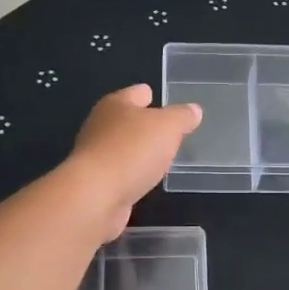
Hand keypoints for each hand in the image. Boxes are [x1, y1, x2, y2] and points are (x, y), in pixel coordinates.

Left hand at [64, 85, 201, 238]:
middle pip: (126, 120)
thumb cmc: (132, 150)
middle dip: (145, 125)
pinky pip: (120, 172)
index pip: (136, 93)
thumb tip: (193, 110)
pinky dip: (132, 174)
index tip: (161, 101)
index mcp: (115, 104)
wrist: (95, 196)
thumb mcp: (168, 127)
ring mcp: (95, 155)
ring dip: (138, 152)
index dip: (150, 95)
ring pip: (122, 147)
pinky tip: (144, 180)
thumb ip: (182, 117)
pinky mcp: (96, 182)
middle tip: (168, 132)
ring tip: (160, 157)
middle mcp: (100, 126)